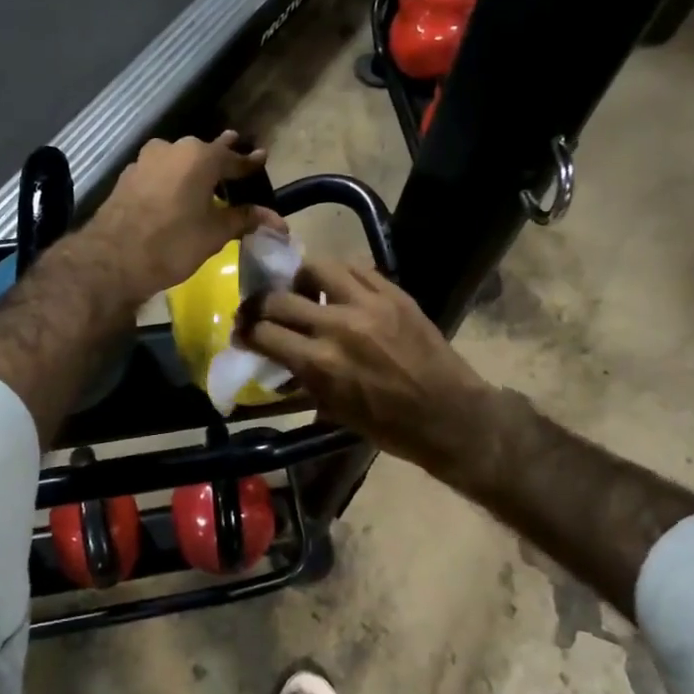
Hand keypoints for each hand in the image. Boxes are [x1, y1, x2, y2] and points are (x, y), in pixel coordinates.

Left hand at [82, 133, 273, 303]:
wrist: (112, 259)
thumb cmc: (173, 243)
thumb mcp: (215, 233)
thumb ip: (244, 219)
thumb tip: (277, 220)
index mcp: (199, 156)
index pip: (233, 158)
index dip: (250, 163)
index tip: (262, 158)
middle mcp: (172, 148)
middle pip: (204, 153)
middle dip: (220, 160)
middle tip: (234, 165)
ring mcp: (145, 160)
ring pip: (178, 161)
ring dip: (194, 170)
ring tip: (206, 182)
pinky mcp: (127, 177)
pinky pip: (159, 173)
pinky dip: (172, 180)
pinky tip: (176, 195)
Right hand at [238, 260, 497, 479]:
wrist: (450, 415)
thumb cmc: (389, 426)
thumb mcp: (334, 410)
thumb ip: (302, 379)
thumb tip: (277, 359)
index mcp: (321, 363)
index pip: (264, 333)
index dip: (246, 332)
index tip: (243, 333)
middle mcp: (338, 326)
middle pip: (279, 298)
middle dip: (260, 305)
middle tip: (261, 311)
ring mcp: (369, 303)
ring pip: (316, 267)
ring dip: (300, 279)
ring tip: (303, 291)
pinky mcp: (394, 292)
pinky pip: (355, 268)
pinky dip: (338, 276)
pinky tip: (337, 288)